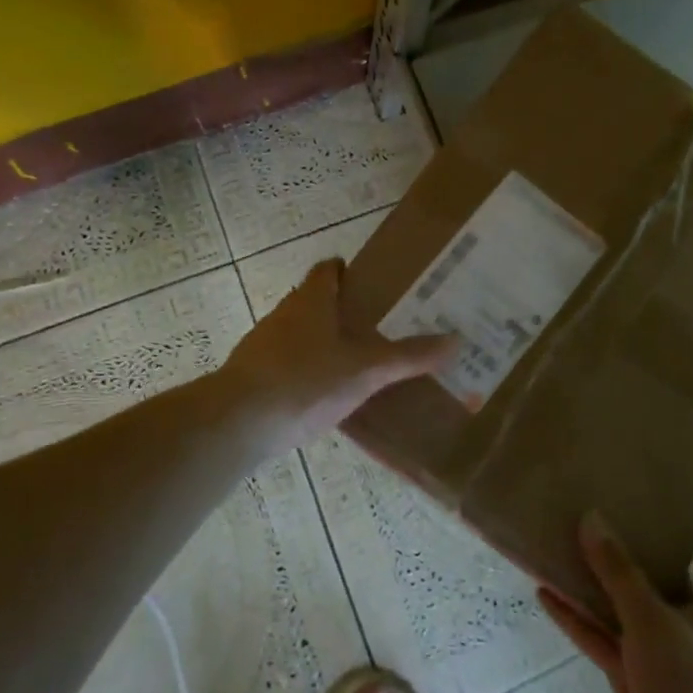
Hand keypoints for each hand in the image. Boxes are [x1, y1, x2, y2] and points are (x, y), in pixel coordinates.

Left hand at [221, 258, 456, 451]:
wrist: (237, 423)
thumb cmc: (305, 381)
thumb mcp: (366, 370)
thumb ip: (409, 356)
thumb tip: (456, 341)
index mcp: (311, 300)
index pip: (329, 270)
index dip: (351, 272)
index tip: (379, 286)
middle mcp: (285, 314)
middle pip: (317, 302)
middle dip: (346, 312)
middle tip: (383, 327)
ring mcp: (264, 345)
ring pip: (302, 335)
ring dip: (327, 343)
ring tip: (362, 363)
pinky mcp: (254, 376)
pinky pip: (289, 365)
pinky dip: (309, 372)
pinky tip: (329, 397)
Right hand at [539, 515, 692, 692]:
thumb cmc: (689, 689)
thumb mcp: (653, 620)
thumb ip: (619, 571)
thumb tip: (591, 517)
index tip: (662, 487)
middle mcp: (690, 622)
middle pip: (661, 572)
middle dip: (632, 543)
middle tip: (600, 503)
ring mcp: (660, 652)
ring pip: (623, 604)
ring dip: (596, 581)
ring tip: (562, 539)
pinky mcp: (633, 678)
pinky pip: (602, 637)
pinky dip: (577, 618)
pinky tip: (544, 593)